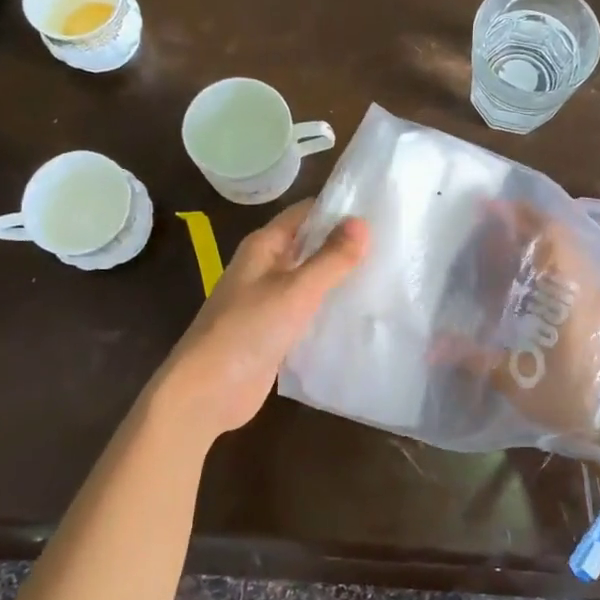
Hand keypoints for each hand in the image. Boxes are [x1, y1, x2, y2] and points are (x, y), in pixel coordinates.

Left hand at [146, 199, 368, 444]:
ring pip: (311, 278)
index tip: (379, 210)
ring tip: (386, 274)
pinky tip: (361, 312)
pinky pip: (309, 310)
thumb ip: (331, 258)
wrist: (208, 391)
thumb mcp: (295, 290)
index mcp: (264, 247)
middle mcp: (265, 267)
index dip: (338, 209)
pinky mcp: (276, 331)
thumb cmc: (248, 330)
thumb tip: (362, 222)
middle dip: (345, 244)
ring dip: (340, 277)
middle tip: (392, 244)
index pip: (305, 213)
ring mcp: (269, 300)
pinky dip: (330, 308)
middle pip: (310, 245)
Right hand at [437, 202, 599, 460]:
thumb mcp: (514, 380)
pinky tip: (538, 278)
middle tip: (494, 222)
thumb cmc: (570, 398)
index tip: (489, 206)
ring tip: (511, 245)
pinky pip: (581, 269)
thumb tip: (429, 349)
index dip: (518, 216)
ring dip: (544, 241)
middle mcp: (587, 284)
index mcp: (566, 291)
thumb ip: (472, 357)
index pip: (546, 235)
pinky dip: (557, 261)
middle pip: (560, 236)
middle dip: (527, 223)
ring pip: (572, 252)